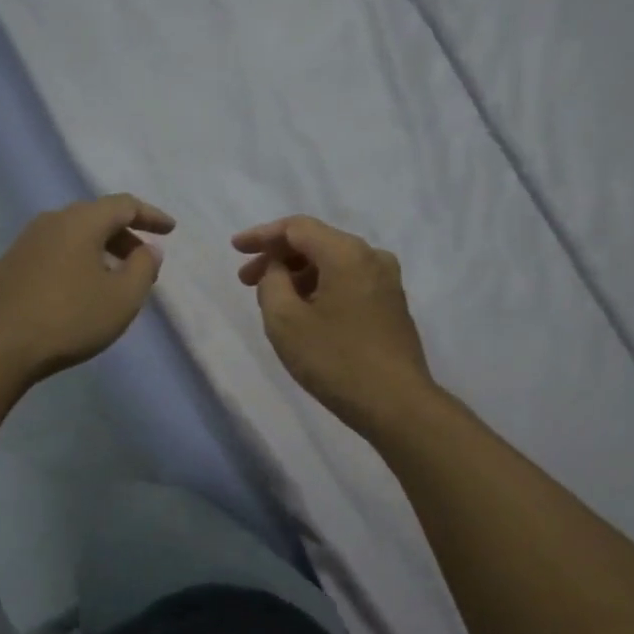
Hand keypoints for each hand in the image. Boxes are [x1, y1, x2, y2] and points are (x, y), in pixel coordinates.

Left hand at [0, 194, 174, 383]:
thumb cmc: (69, 318)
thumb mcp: (122, 298)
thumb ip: (143, 268)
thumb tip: (147, 249)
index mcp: (80, 221)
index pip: (124, 205)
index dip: (151, 215)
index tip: (170, 229)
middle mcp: (50, 222)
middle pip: (96, 218)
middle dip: (124, 235)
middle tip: (142, 259)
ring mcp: (24, 243)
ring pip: (72, 236)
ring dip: (98, 250)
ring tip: (113, 278)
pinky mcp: (8, 266)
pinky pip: (53, 253)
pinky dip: (75, 262)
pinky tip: (77, 290)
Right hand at [233, 215, 433, 431]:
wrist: (396, 404)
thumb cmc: (335, 360)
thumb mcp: (285, 321)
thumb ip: (272, 282)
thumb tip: (278, 269)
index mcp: (347, 253)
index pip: (297, 228)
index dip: (262, 235)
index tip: (236, 249)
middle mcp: (372, 257)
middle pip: (316, 243)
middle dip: (278, 258)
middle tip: (246, 281)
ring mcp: (387, 281)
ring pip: (333, 264)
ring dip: (298, 275)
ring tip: (271, 300)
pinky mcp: (391, 305)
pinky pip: (348, 282)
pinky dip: (320, 287)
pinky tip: (303, 310)